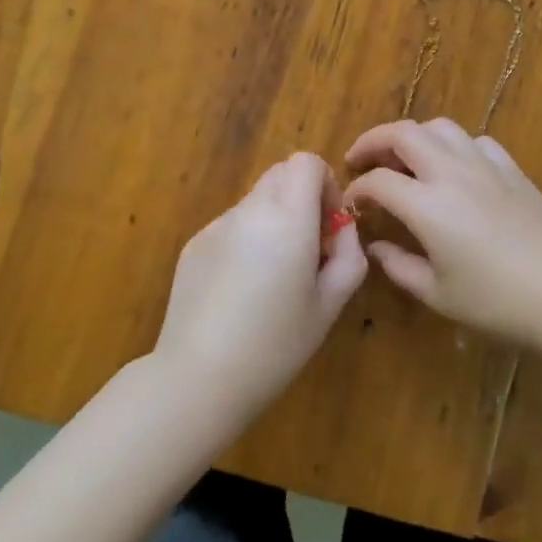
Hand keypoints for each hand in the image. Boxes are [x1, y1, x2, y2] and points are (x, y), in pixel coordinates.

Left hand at [153, 153, 367, 424]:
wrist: (198, 378)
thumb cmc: (275, 345)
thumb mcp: (330, 305)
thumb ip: (348, 254)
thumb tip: (342, 228)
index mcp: (287, 218)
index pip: (306, 162)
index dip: (325, 184)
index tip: (328, 225)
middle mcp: (249, 210)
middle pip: (280, 175)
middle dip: (301, 199)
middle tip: (308, 250)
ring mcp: (216, 226)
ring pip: (256, 202)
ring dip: (274, 221)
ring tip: (272, 280)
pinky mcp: (193, 245)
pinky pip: (231, 227)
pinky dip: (246, 241)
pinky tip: (240, 293)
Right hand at [343, 118, 541, 349]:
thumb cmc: (497, 303)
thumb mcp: (437, 294)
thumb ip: (397, 266)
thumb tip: (375, 245)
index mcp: (428, 206)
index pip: (378, 181)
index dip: (357, 189)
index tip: (352, 205)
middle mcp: (452, 173)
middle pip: (403, 133)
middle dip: (373, 141)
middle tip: (360, 160)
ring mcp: (485, 166)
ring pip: (440, 127)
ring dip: (413, 136)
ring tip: (404, 158)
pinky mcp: (512, 169)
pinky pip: (475, 141)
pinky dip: (454, 146)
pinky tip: (454, 168)